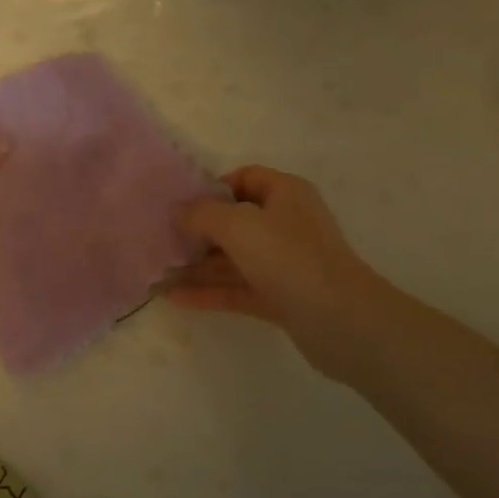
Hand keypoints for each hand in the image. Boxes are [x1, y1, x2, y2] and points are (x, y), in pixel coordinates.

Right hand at [169, 166, 393, 376]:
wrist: (340, 319)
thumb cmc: (288, 256)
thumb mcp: (238, 224)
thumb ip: (202, 214)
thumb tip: (178, 210)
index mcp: (285, 194)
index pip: (245, 178)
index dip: (213, 188)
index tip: (181, 204)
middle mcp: (286, 224)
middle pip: (235, 221)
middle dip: (198, 230)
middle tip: (162, 239)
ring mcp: (284, 263)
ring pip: (233, 259)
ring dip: (198, 265)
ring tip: (158, 272)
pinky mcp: (281, 298)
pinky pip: (237, 289)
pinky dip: (209, 291)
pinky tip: (175, 297)